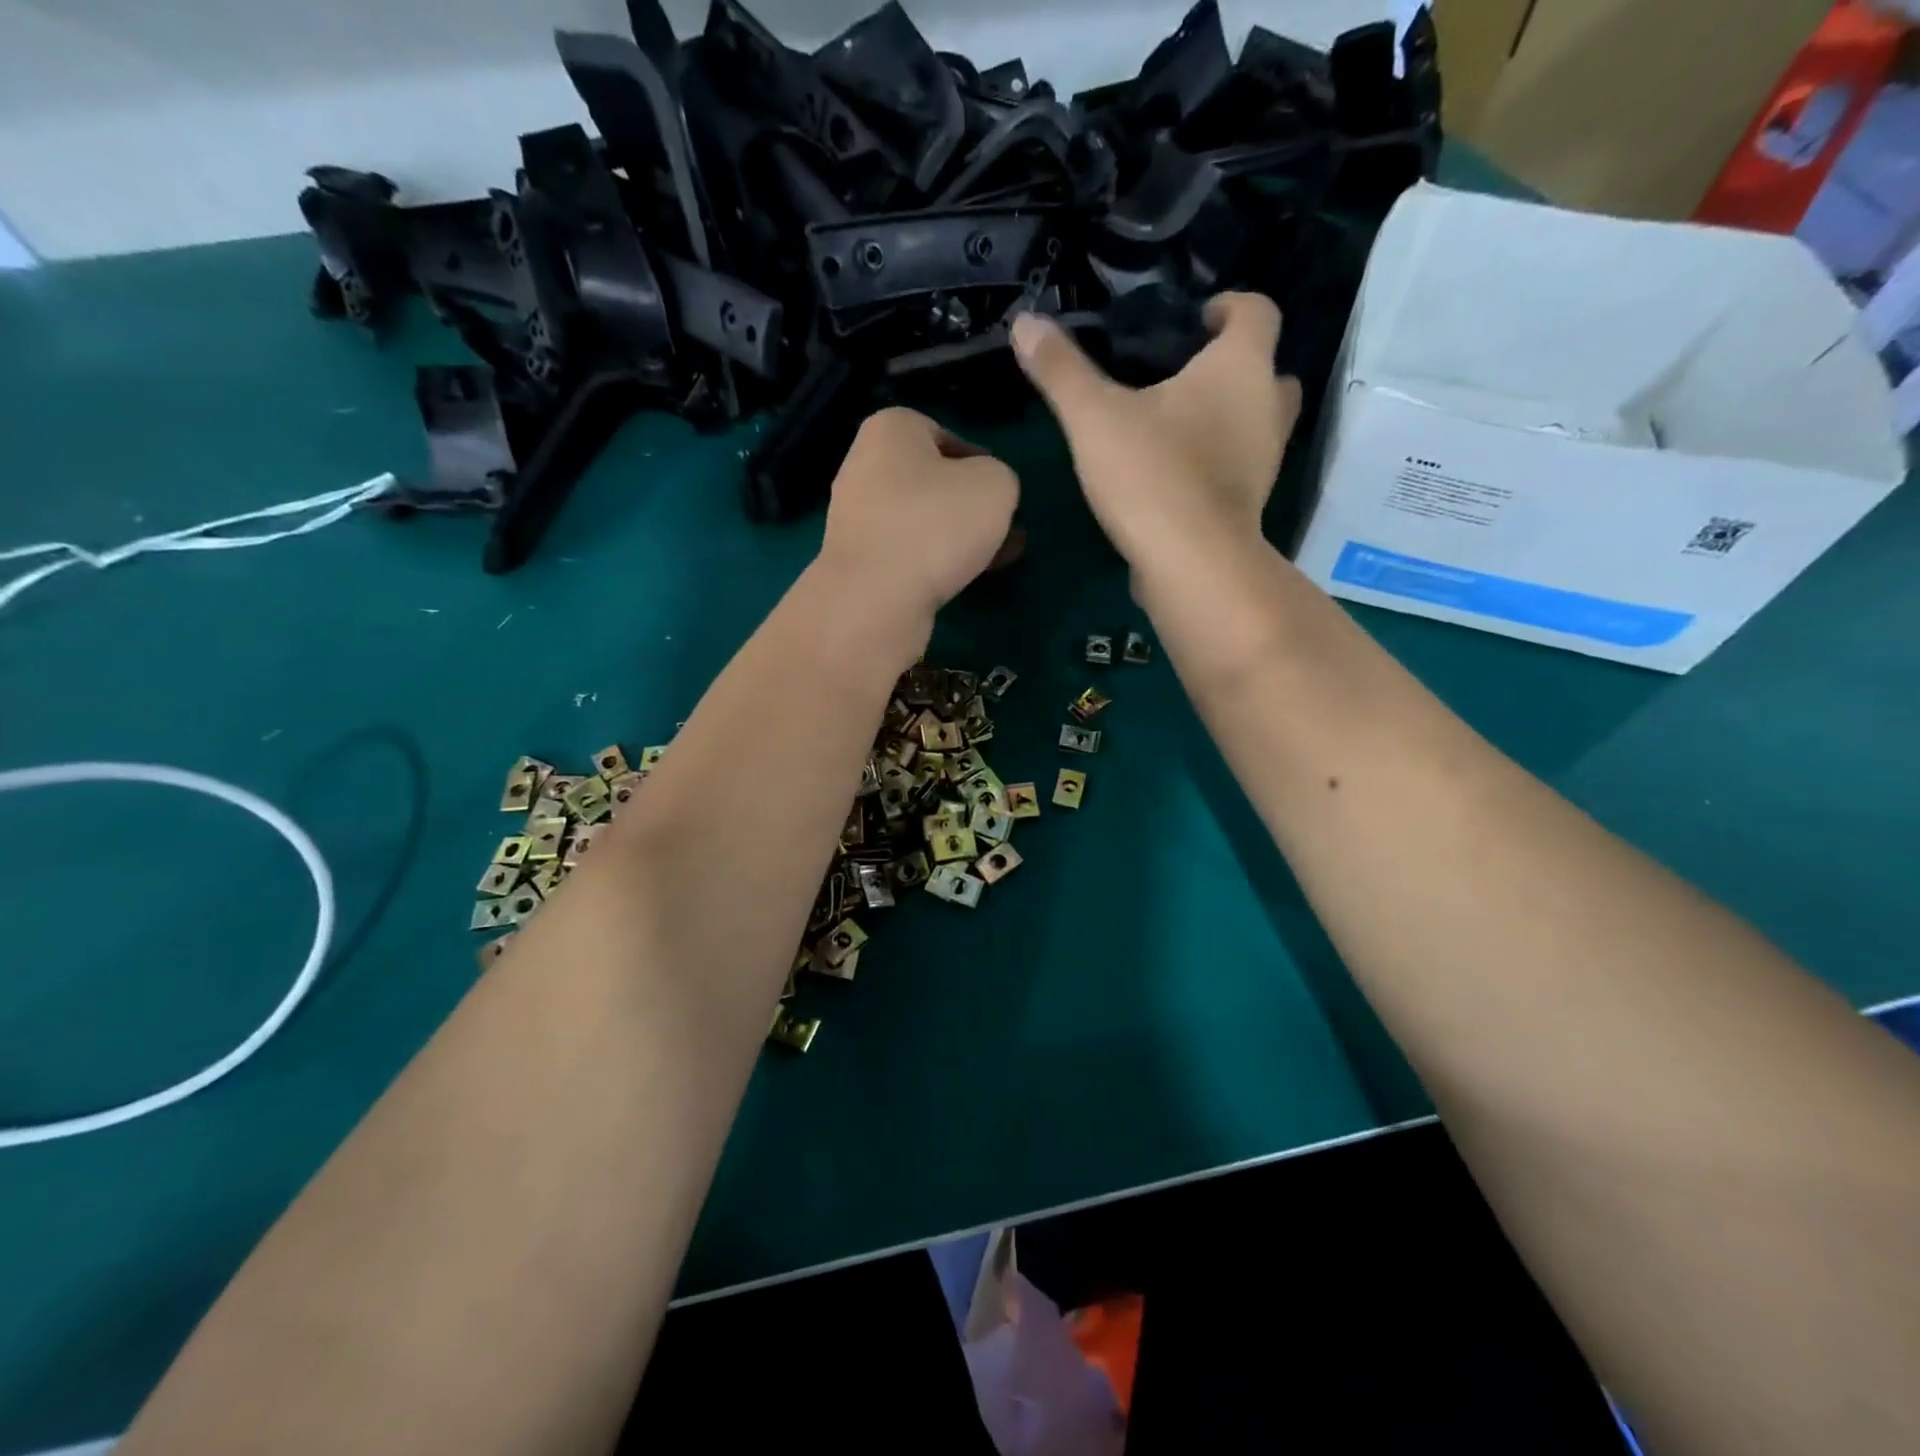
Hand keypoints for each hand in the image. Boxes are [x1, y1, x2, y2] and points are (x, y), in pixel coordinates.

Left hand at [815, 406, 1020, 624]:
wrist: (876, 597)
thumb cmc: (937, 523)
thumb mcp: (996, 484)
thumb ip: (1000, 478)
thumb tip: (985, 494)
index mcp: (890, 429)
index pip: (943, 434)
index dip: (979, 462)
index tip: (1000, 491)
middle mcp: (863, 466)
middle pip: (930, 481)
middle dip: (968, 505)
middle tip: (1002, 529)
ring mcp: (854, 517)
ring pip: (920, 520)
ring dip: (956, 537)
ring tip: (995, 559)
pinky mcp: (856, 562)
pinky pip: (905, 552)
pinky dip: (933, 562)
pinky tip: (964, 580)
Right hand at [1012, 293, 1301, 580]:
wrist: (1191, 565)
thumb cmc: (1152, 474)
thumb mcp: (1094, 418)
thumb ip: (1062, 370)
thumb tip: (1025, 323)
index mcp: (1240, 368)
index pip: (1257, 311)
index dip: (1231, 306)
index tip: (1198, 318)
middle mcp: (1266, 408)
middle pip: (1269, 371)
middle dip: (1237, 368)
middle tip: (1190, 375)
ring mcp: (1264, 462)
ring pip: (1259, 424)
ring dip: (1231, 418)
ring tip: (1178, 426)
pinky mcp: (1249, 507)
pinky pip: (1240, 468)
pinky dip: (1218, 463)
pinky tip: (1175, 476)